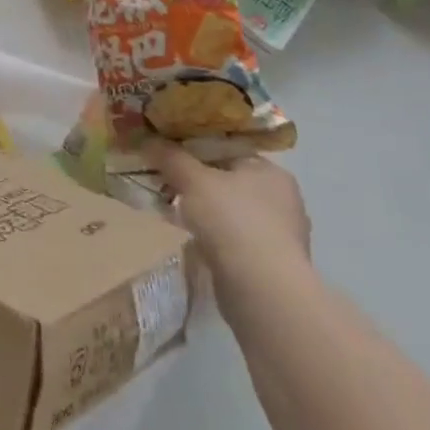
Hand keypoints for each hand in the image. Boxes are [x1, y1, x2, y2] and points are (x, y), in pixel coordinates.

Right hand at [147, 145, 310, 286]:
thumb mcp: (193, 180)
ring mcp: (279, 236)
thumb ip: (171, 157)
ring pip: (230, 212)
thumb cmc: (232, 221)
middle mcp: (282, 201)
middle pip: (228, 181)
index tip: (168, 154)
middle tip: (166, 181)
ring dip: (205, 212)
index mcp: (272, 172)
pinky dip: (213, 238)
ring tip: (172, 210)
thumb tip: (147, 138)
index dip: (196, 149)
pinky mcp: (270, 266)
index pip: (229, 151)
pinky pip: (233, 240)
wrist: (262, 291)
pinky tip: (191, 239)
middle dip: (198, 182)